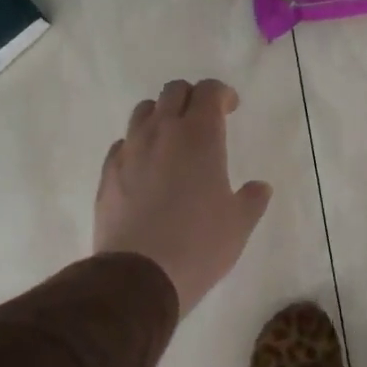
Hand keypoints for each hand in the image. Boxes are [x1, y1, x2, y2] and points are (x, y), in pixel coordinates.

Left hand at [95, 78, 272, 316]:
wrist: (140, 275)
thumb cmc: (199, 245)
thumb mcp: (239, 224)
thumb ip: (251, 199)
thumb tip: (259, 187)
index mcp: (200, 136)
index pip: (209, 91)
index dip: (222, 94)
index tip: (230, 109)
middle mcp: (162, 133)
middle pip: (174, 91)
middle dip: (192, 98)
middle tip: (204, 121)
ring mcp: (130, 151)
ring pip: (144, 111)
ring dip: (161, 116)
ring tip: (173, 141)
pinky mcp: (107, 173)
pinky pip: (124, 143)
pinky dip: (138, 145)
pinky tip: (146, 168)